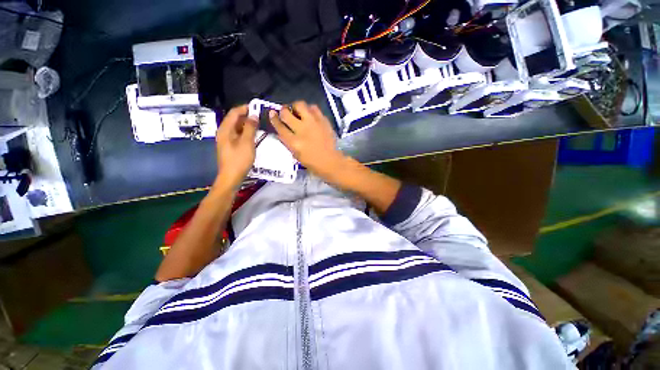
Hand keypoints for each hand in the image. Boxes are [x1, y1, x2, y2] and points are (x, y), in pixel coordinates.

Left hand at [215, 105, 257, 188]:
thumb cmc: (239, 159)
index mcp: (225, 129)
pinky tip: (254, 135)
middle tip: (261, 116)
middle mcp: (224, 132)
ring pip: (237, 127)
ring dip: (247, 124)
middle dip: (247, 116)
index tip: (257, 107)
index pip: (234, 112)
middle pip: (235, 119)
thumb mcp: (247, 142)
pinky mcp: (230, 146)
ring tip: (259, 125)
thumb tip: (254, 115)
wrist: (231, 176)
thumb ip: (250, 128)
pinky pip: (238, 134)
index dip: (245, 108)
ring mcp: (226, 139)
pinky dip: (246, 132)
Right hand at [270, 101, 345, 179]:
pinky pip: (314, 108)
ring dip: (296, 107)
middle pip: (286, 113)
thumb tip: (280, 130)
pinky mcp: (323, 120)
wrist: (330, 161)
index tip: (272, 113)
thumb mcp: (295, 155)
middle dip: (283, 110)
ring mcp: (314, 123)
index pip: (279, 126)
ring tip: (298, 111)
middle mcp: (302, 130)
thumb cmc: (312, 162)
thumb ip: (287, 141)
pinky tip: (310, 115)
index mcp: (294, 142)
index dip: (274, 118)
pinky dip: (309, 110)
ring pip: (300, 105)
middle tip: (285, 112)